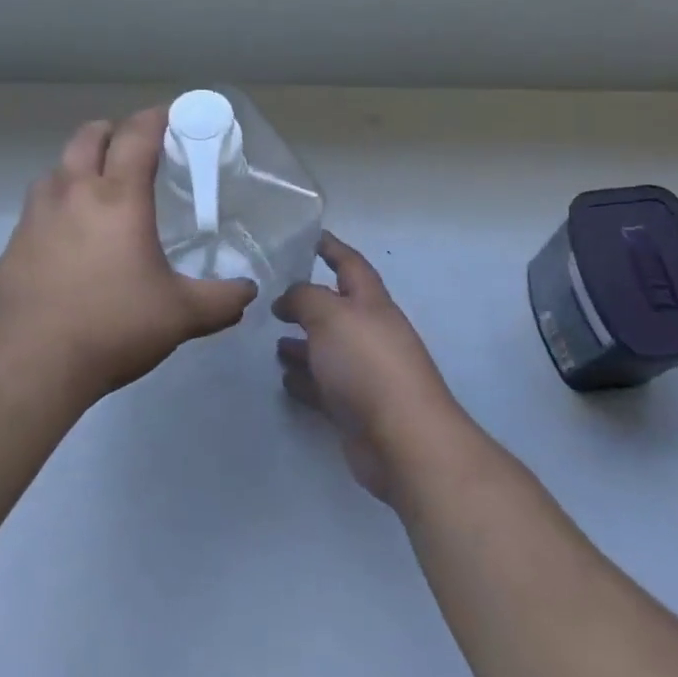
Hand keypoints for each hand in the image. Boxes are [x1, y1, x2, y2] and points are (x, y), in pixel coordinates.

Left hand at [0, 106, 258, 402]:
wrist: (28, 363)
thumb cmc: (111, 326)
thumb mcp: (179, 316)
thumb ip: (221, 300)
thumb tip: (248, 292)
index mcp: (118, 197)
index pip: (137, 135)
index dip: (156, 117)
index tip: (172, 115)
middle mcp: (74, 192)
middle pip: (90, 135)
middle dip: (115, 130)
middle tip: (135, 149)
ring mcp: (37, 214)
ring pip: (59, 166)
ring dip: (81, 163)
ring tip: (100, 190)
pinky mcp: (14, 240)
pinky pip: (40, 203)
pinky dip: (59, 200)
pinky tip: (70, 235)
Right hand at [274, 233, 462, 502]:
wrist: (403, 440)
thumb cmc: (367, 364)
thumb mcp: (329, 315)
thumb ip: (304, 298)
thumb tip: (287, 299)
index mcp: (371, 303)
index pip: (350, 265)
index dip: (332, 248)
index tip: (311, 236)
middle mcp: (371, 334)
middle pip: (337, 309)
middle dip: (309, 302)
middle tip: (275, 297)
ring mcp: (365, 373)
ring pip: (328, 350)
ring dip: (303, 343)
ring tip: (274, 340)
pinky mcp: (356, 409)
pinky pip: (324, 386)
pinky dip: (305, 379)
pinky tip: (285, 378)